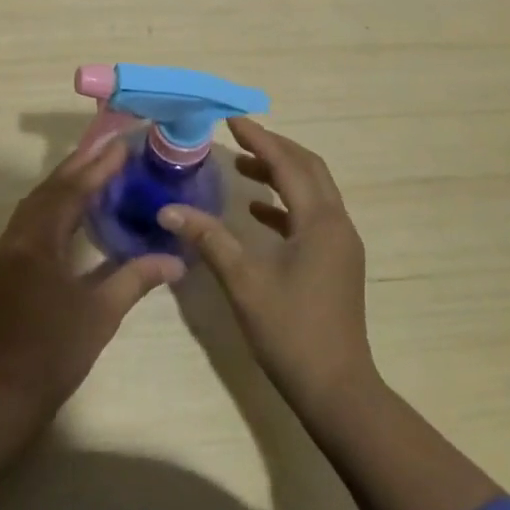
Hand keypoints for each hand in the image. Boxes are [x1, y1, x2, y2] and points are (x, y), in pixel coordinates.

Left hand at [0, 135, 184, 421]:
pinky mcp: (1, 268)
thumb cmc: (54, 354)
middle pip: (48, 191)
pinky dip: (52, 206)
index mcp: (35, 245)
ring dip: (63, 184)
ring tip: (93, 168)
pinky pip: (28, 221)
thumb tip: (177, 260)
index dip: (97, 168)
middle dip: (78, 166)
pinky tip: (71, 209)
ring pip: (34, 205)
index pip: (70, 193)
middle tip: (109, 147)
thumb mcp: (101, 314)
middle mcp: (14, 239)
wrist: (1, 398)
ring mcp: (3, 253)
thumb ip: (137, 278)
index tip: (122, 147)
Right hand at [160, 118, 375, 413]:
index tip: (232, 121)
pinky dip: (285, 204)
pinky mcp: (336, 261)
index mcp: (320, 221)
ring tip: (242, 167)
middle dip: (275, 148)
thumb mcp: (244, 282)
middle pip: (309, 169)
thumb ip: (209, 239)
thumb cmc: (290, 331)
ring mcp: (341, 244)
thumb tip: (168, 210)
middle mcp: (337, 224)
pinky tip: (256, 211)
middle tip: (239, 138)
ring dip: (281, 174)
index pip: (289, 164)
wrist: (337, 389)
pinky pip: (311, 215)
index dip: (260, 139)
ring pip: (313, 191)